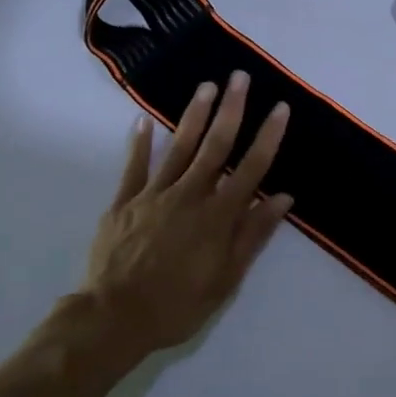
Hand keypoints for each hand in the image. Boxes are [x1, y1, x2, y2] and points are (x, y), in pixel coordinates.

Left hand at [56, 71, 292, 378]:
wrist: (113, 318)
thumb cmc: (178, 304)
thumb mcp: (227, 278)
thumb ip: (253, 234)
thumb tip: (282, 197)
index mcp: (218, 216)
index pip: (251, 168)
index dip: (268, 136)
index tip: (280, 108)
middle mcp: (189, 196)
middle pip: (215, 146)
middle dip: (231, 110)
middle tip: (240, 78)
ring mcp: (153, 196)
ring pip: (179, 148)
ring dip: (194, 115)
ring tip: (206, 86)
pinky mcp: (123, 203)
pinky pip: (134, 167)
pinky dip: (139, 143)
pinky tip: (142, 120)